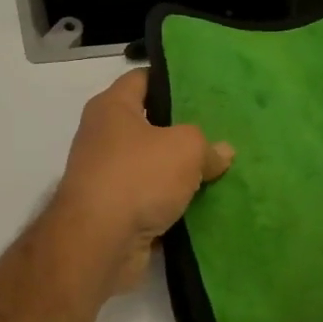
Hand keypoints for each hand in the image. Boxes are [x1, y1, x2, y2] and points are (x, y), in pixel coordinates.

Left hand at [54, 69, 233, 292]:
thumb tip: (223, 152)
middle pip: (147, 125)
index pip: (141, 79)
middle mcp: (102, 137)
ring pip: (150, 165)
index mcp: (111, 108)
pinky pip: (149, 199)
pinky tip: (201, 204)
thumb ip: (207, 145)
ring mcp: (105, 177)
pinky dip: (170, 203)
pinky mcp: (113, 212)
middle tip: (219, 130)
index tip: (201, 87)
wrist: (100, 242)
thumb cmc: (138, 177)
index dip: (170, 79)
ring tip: (217, 167)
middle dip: (180, 130)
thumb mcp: (185, 148)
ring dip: (177, 171)